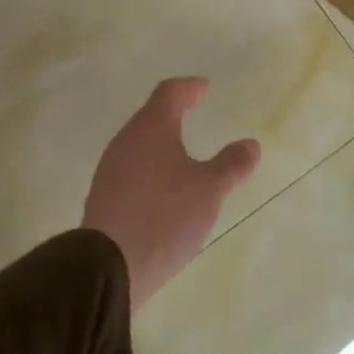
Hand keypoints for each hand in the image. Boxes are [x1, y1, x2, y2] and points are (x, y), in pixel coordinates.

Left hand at [83, 78, 261, 310]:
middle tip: (193, 112)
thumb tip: (250, 144)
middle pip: (150, 116)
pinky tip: (162, 187)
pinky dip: (150, 167)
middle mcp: (126, 141)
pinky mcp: (104, 196)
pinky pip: (131, 169)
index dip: (189, 87)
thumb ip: (231, 164)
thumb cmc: (165, 216)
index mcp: (151, 129)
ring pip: (139, 143)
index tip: (204, 87)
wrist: (110, 265)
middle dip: (173, 112)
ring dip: (160, 142)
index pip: (169, 93)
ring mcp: (110, 169)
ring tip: (181, 152)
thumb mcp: (210, 190)